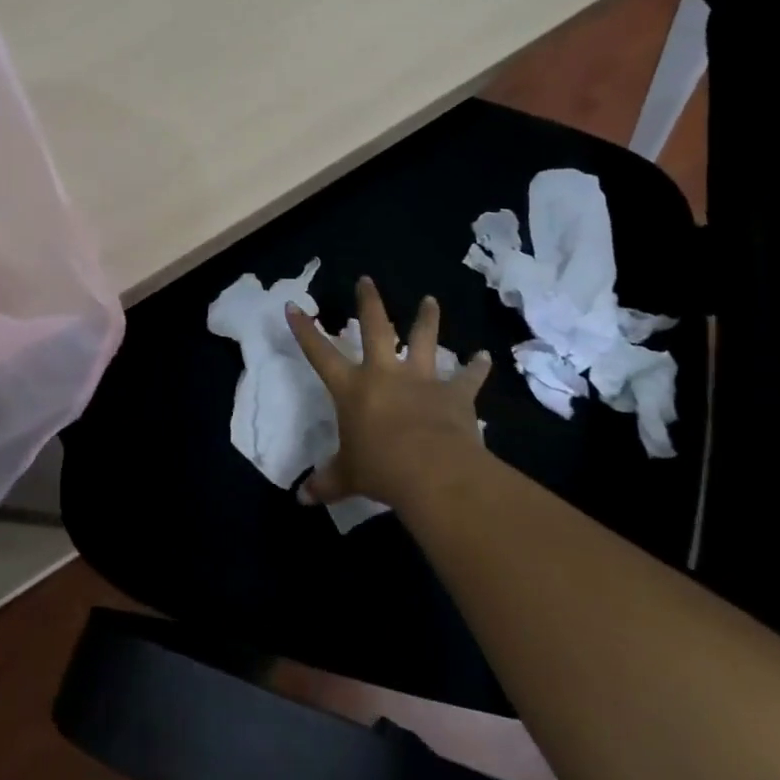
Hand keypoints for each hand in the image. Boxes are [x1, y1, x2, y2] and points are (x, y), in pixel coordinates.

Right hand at [286, 276, 491, 508]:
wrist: (432, 470)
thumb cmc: (381, 469)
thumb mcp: (348, 477)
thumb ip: (326, 482)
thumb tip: (301, 499)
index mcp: (353, 388)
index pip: (320, 354)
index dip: (305, 330)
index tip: (294, 306)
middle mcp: (385, 374)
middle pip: (376, 327)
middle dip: (369, 302)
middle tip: (366, 280)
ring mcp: (421, 380)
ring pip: (423, 340)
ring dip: (427, 319)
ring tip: (431, 300)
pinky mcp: (454, 394)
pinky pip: (467, 377)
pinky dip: (477, 367)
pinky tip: (485, 357)